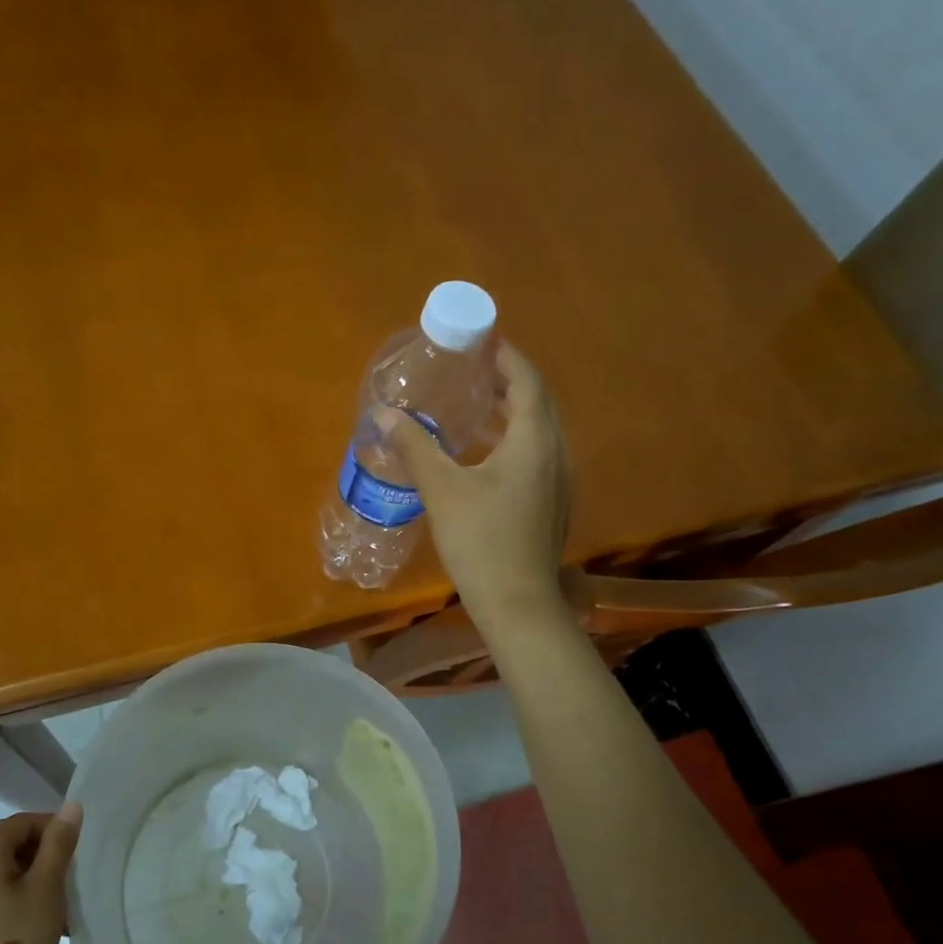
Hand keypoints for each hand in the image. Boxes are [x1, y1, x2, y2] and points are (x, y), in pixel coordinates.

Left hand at [0, 804, 81, 943]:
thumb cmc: (16, 937)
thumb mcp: (47, 887)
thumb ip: (59, 842)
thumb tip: (71, 806)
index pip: (23, 822)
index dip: (53, 831)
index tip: (75, 856)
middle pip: (10, 844)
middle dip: (42, 857)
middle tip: (67, 882)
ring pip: (1, 869)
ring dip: (30, 878)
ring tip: (55, 906)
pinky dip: (13, 895)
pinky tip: (32, 920)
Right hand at [378, 342, 573, 636]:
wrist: (517, 603)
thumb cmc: (481, 541)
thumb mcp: (442, 490)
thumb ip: (415, 447)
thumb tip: (384, 414)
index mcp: (534, 441)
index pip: (526, 382)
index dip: (507, 357)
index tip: (483, 340)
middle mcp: (555, 454)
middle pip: (537, 403)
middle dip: (509, 381)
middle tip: (474, 369)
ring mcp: (558, 482)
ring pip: (538, 431)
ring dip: (512, 411)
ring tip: (476, 404)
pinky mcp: (550, 503)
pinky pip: (536, 454)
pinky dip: (514, 438)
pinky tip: (485, 453)